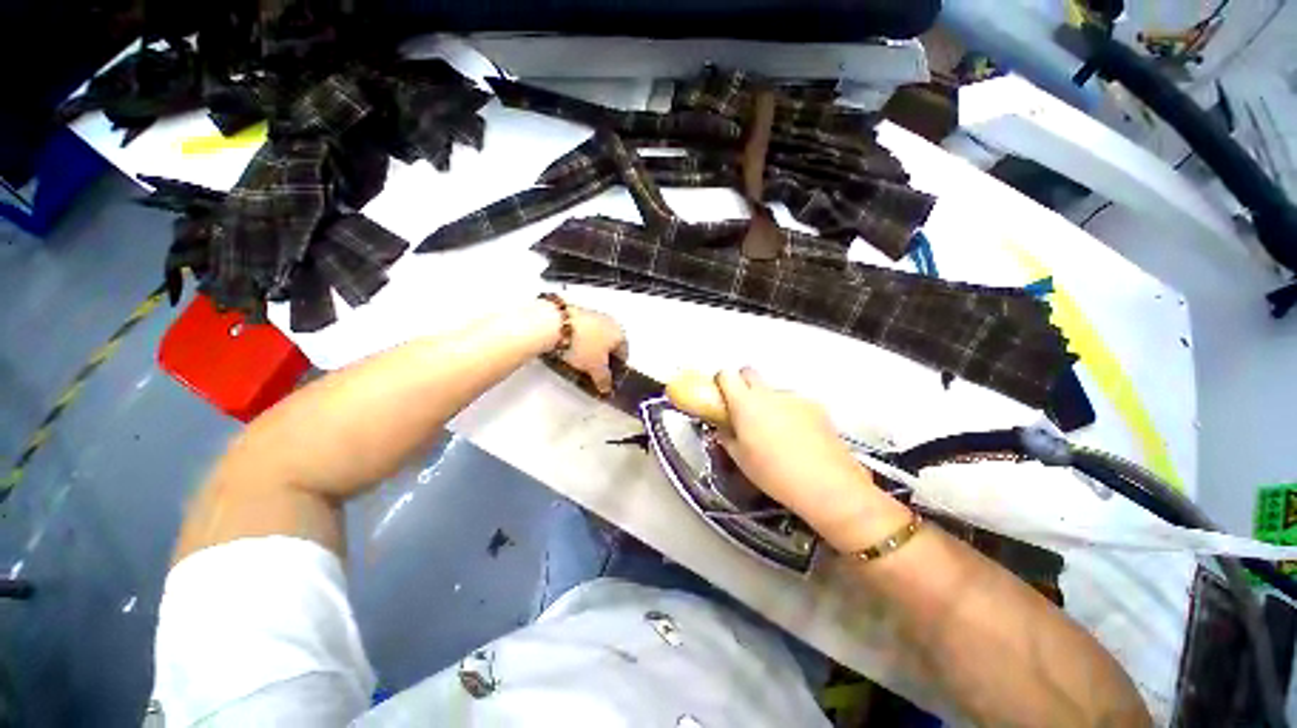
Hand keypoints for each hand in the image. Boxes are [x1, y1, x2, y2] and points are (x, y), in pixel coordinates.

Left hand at [558, 306, 627, 394]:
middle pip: (610, 344)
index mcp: (620, 334)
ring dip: (590, 347)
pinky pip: (582, 330)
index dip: (616, 368)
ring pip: (596, 336)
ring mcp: (593, 314)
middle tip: (593, 370)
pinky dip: (579, 339)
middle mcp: (610, 322)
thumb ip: (604, 380)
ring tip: (578, 360)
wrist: (556, 325)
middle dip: (603, 357)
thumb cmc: (584, 346)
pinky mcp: (576, 311)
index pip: (624, 354)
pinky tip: (569, 348)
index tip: (607, 377)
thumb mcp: (596, 369)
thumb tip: (606, 387)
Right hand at [713, 368, 905, 544]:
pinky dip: (790, 413)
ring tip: (774, 432)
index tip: (720, 394)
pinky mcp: (815, 406)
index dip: (721, 382)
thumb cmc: (777, 474)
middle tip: (742, 409)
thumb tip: (724, 430)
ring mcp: (794, 398)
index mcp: (745, 404)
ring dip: (768, 403)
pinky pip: (794, 403)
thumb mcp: (740, 459)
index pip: (726, 375)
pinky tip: (796, 437)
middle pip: (749, 373)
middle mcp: (769, 394)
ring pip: (772, 391)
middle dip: (742, 385)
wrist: (827, 485)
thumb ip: (727, 437)